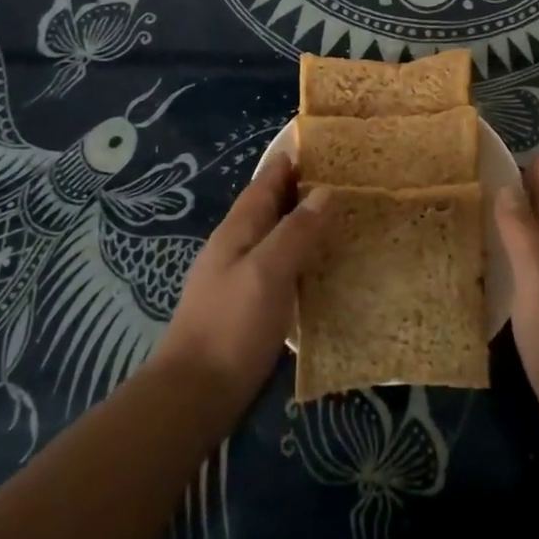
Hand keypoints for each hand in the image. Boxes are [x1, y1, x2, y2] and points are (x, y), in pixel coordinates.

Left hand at [152, 154, 327, 409]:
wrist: (194, 394)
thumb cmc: (231, 326)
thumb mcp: (267, 272)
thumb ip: (296, 231)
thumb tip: (324, 191)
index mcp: (237, 230)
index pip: (266, 182)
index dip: (290, 162)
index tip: (322, 144)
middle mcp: (235, 246)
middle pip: (270, 206)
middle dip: (300, 189)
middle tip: (343, 177)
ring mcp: (238, 277)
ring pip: (274, 235)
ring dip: (301, 221)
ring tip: (339, 214)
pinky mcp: (247, 305)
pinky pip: (278, 265)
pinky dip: (300, 254)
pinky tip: (320, 264)